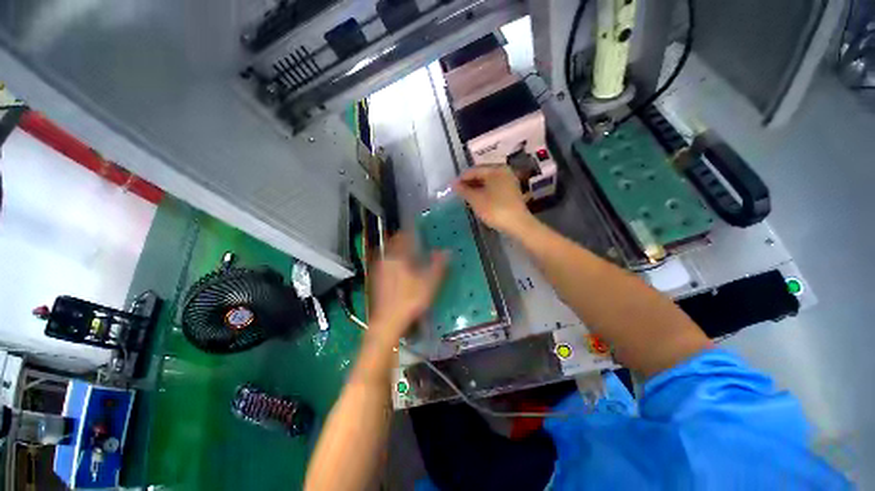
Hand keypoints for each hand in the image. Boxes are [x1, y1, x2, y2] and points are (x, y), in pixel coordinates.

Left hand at [367, 233, 446, 348]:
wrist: (388, 321)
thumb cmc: (410, 300)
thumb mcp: (429, 282)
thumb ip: (438, 265)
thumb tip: (447, 251)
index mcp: (398, 257)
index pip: (404, 237)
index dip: (411, 231)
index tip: (417, 228)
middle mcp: (386, 260)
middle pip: (394, 243)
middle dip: (404, 240)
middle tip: (414, 240)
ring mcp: (379, 270)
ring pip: (389, 253)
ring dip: (398, 250)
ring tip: (408, 252)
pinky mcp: (376, 280)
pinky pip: (386, 263)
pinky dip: (393, 260)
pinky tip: (399, 268)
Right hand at [453, 165, 532, 235]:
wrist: (518, 224)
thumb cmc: (495, 209)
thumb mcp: (476, 200)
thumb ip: (464, 190)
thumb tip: (453, 184)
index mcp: (495, 169)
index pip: (474, 170)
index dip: (461, 178)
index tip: (451, 187)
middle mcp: (504, 171)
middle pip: (482, 174)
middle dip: (469, 183)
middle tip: (458, 192)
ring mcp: (509, 181)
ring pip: (488, 181)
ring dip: (476, 188)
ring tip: (466, 196)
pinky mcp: (511, 192)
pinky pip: (494, 187)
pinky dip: (484, 191)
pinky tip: (478, 199)